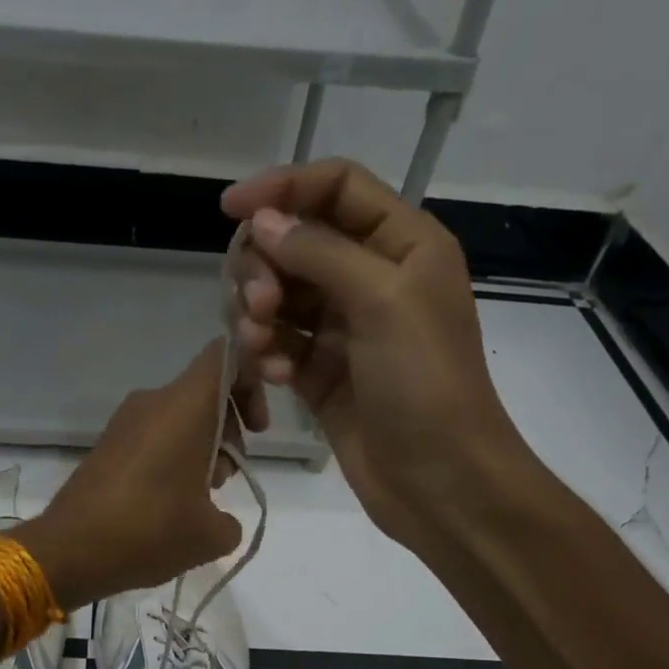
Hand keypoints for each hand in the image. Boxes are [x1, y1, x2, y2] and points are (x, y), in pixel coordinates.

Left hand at [11, 341, 243, 608]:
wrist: (69, 550)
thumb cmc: (150, 531)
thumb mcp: (210, 536)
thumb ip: (231, 520)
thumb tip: (220, 521)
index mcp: (185, 405)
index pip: (226, 357)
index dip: (251, 382)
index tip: (256, 429)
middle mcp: (152, 401)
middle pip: (205, 392)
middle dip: (228, 430)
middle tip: (226, 478)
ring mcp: (124, 422)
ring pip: (179, 417)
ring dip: (200, 449)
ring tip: (198, 501)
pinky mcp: (107, 445)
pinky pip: (153, 436)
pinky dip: (171, 458)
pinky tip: (168, 504)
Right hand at [221, 158, 532, 550]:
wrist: (438, 480)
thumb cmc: (425, 383)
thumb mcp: (383, 302)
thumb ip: (320, 253)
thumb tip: (262, 221)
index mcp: (402, 244)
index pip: (335, 188)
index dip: (283, 187)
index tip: (230, 210)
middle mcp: (371, 278)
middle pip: (295, 242)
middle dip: (265, 267)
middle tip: (259, 306)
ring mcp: (343, 329)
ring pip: (278, 294)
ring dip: (258, 314)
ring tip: (261, 347)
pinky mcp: (320, 373)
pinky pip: (277, 344)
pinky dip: (268, 353)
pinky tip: (274, 378)